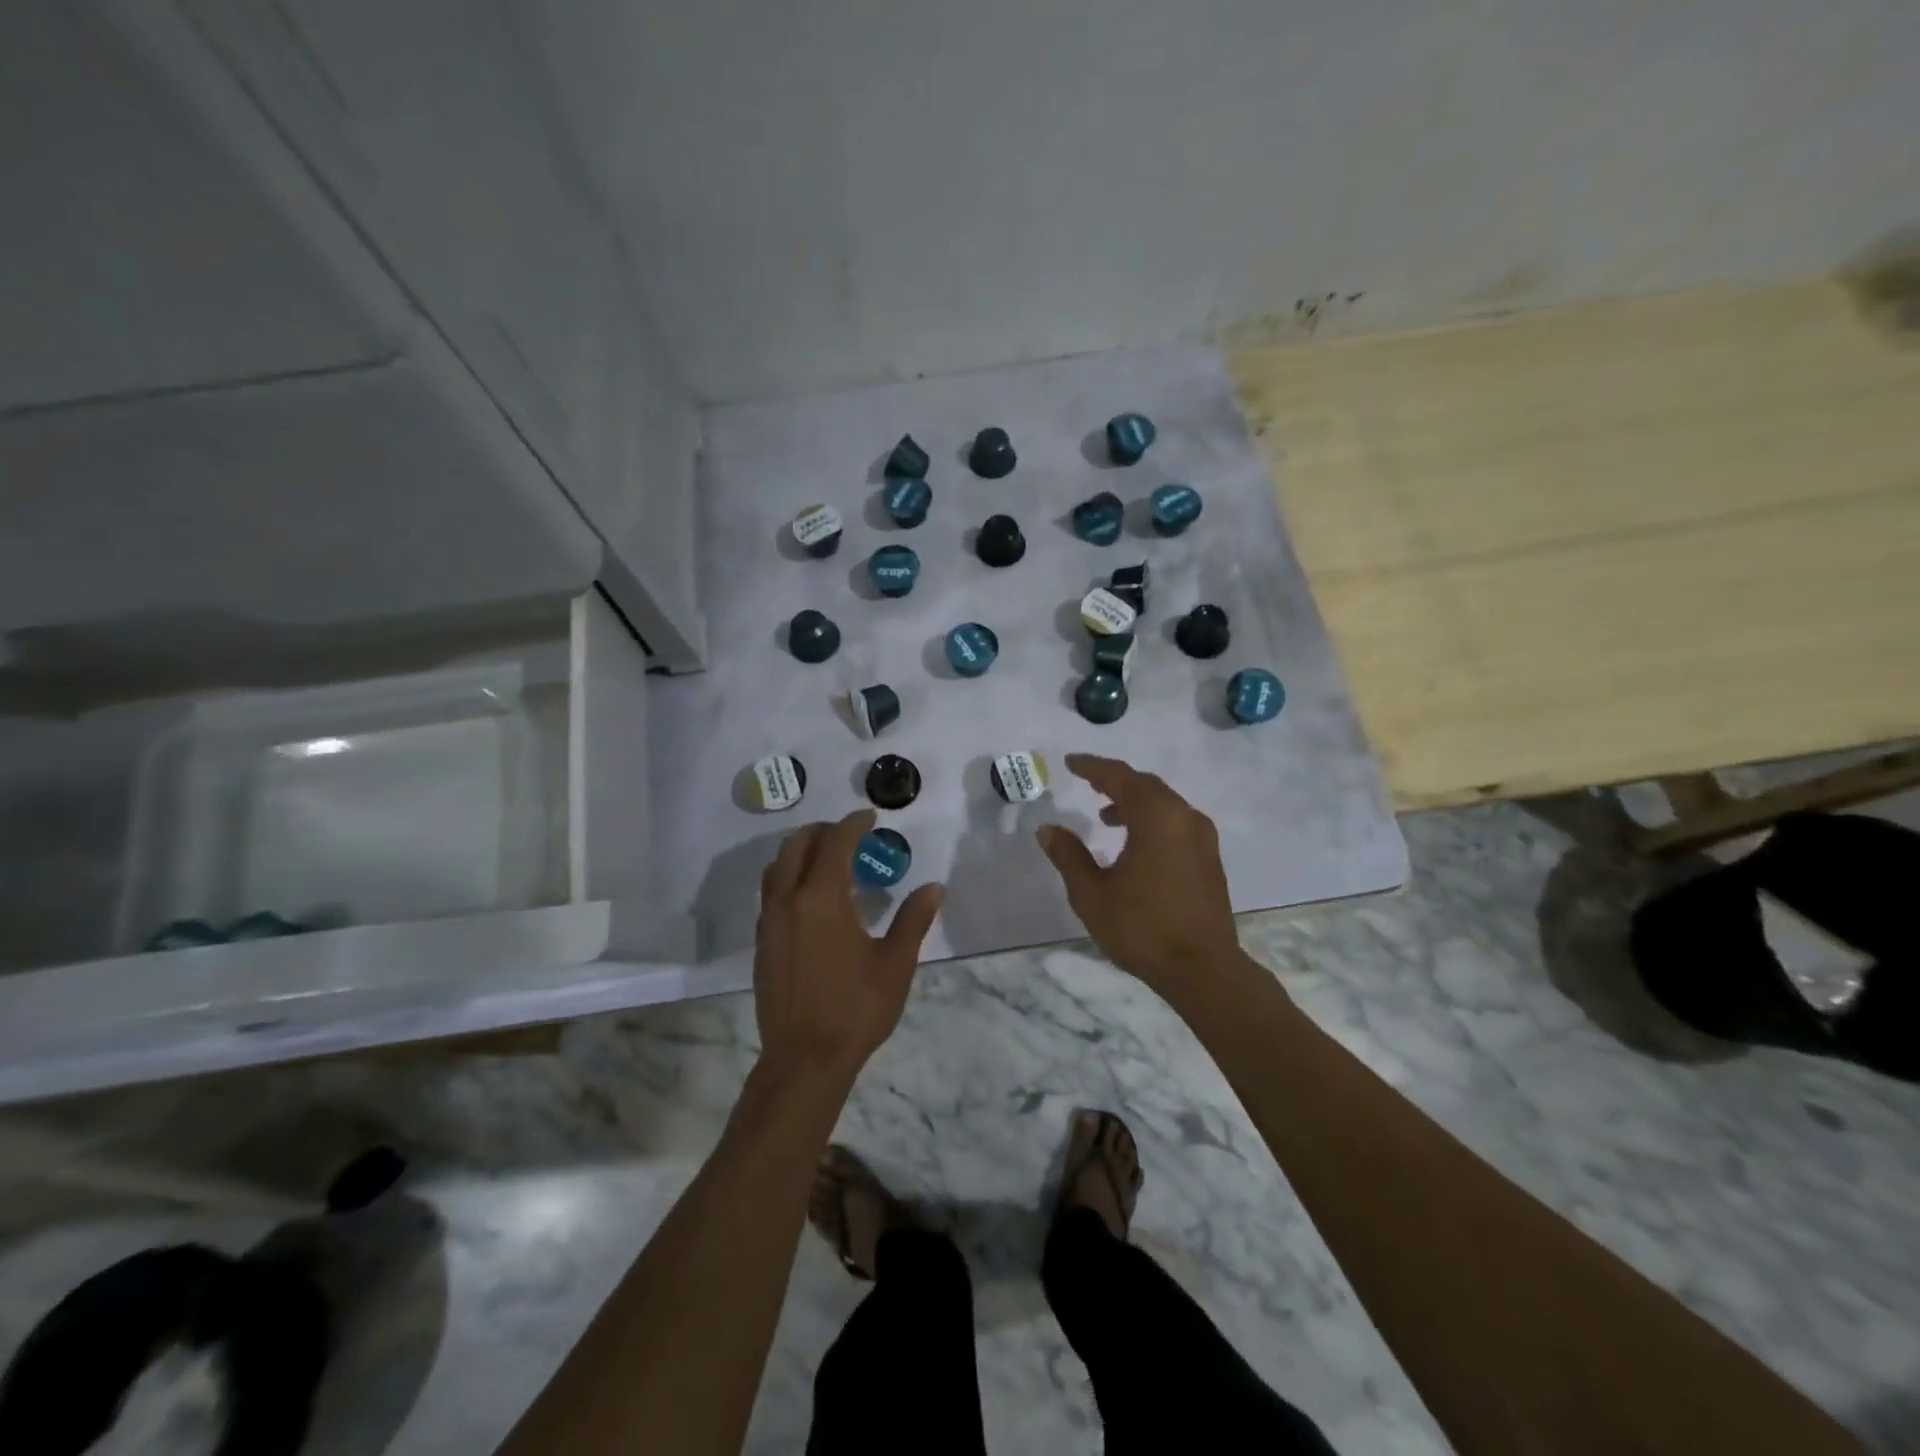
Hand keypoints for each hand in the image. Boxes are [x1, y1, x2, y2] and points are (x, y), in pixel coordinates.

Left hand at [754, 809, 944, 1081]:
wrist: (804, 1059)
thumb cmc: (856, 1008)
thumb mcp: (895, 963)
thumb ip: (913, 919)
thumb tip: (933, 888)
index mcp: (822, 898)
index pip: (836, 843)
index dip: (854, 823)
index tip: (871, 816)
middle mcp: (789, 900)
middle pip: (797, 845)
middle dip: (824, 831)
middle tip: (850, 835)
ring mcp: (770, 921)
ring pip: (777, 867)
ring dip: (801, 852)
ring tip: (829, 860)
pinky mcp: (762, 942)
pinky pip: (771, 893)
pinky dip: (789, 878)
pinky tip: (811, 899)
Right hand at [1036, 754, 1241, 992]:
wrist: (1203, 969)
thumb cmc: (1142, 929)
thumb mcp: (1092, 894)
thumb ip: (1069, 856)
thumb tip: (1048, 829)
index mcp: (1156, 819)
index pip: (1120, 777)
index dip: (1093, 767)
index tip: (1071, 762)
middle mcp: (1184, 818)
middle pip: (1145, 784)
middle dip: (1115, 780)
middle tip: (1087, 782)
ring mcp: (1202, 837)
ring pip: (1164, 802)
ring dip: (1134, 801)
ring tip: (1106, 817)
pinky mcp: (1209, 857)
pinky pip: (1176, 820)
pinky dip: (1152, 818)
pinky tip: (1135, 842)